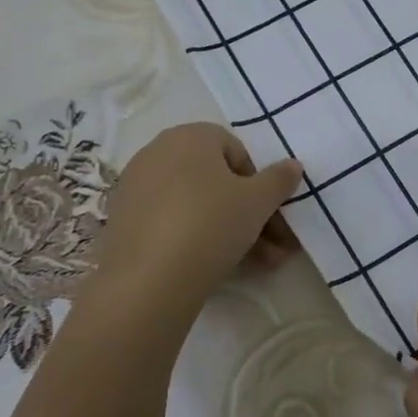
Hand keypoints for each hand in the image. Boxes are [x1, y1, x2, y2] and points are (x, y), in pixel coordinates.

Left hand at [91, 124, 302, 307]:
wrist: (149, 279)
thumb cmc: (211, 223)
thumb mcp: (258, 201)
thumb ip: (279, 179)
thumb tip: (293, 165)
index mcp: (189, 136)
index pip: (234, 148)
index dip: (257, 179)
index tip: (268, 209)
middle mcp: (157, 153)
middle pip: (215, 180)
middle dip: (250, 213)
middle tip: (275, 244)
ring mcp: (136, 188)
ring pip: (197, 206)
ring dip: (231, 231)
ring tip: (261, 264)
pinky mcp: (124, 222)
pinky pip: (172, 223)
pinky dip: (196, 239)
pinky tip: (220, 267)